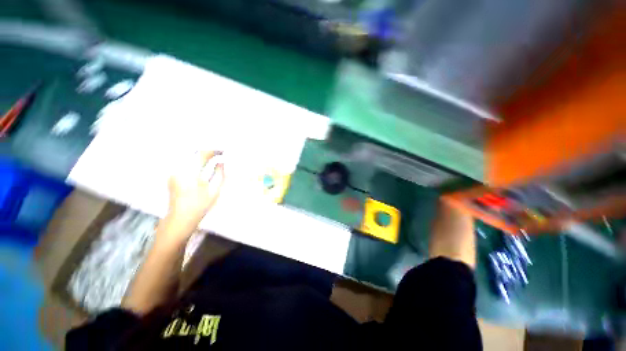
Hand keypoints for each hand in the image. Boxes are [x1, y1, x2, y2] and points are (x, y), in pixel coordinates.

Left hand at [165, 151, 224, 233]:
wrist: (181, 218)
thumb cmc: (200, 206)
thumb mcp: (215, 191)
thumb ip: (220, 174)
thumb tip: (221, 163)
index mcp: (191, 174)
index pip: (202, 154)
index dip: (214, 151)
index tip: (223, 151)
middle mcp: (180, 170)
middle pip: (194, 153)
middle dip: (207, 151)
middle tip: (219, 153)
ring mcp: (174, 172)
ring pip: (188, 156)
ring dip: (201, 155)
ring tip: (212, 157)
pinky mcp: (173, 176)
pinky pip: (184, 163)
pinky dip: (195, 161)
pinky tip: (202, 164)